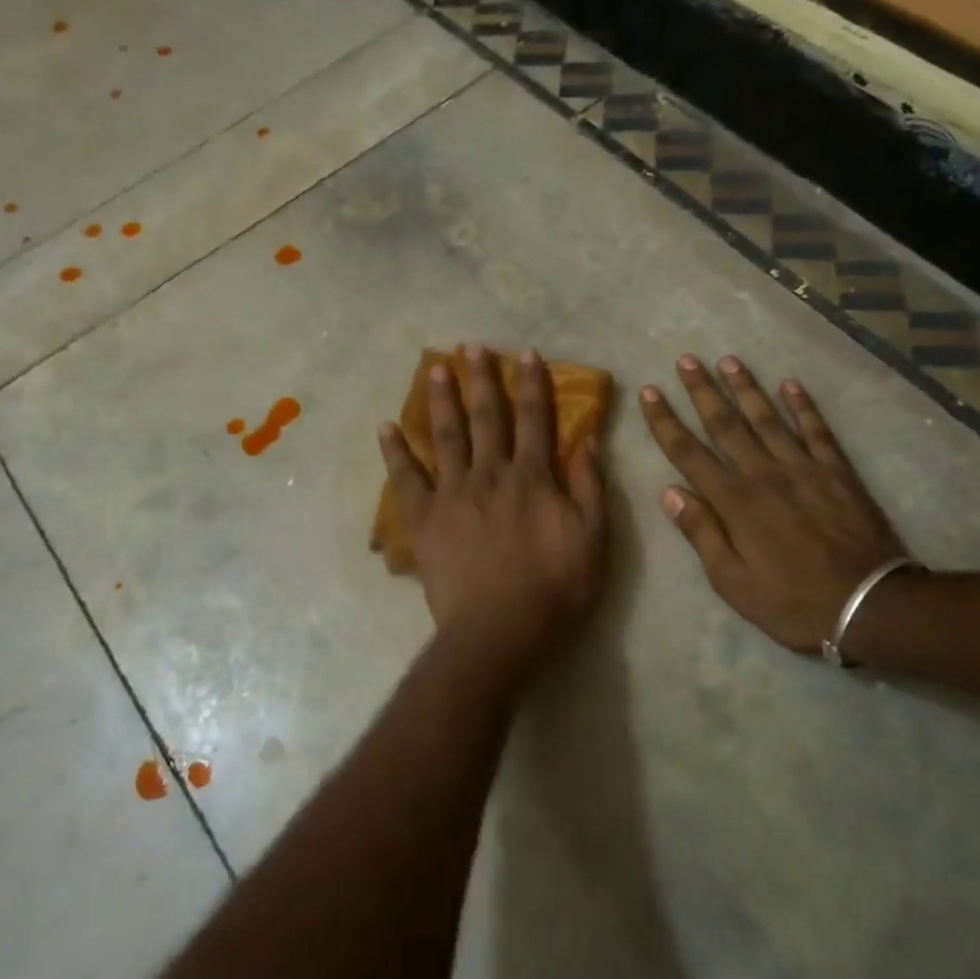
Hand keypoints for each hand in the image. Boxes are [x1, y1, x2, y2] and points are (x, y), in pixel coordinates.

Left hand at [380, 346, 607, 679]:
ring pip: (446, 436)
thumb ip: (590, 486)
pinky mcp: (425, 519)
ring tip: (436, 369)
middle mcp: (491, 474)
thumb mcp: (593, 539)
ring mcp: (454, 494)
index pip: (534, 419)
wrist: (499, 631)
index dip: (531, 385)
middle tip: (472, 346)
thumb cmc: (555, 589)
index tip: (524, 354)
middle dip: (482, 380)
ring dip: (442, 400)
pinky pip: (406, 479)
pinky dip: (395, 452)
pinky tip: (386, 427)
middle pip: (486, 418)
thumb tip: (587, 440)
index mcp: (533, 477)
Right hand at [640, 354, 906, 654]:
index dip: (666, 422)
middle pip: (726, 424)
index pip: (689, 453)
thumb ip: (702, 533)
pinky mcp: (837, 472)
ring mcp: (804, 468)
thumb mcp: (733, 582)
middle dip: (702, 391)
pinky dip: (804, 405)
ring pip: (768, 418)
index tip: (650, 393)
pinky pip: (817, 430)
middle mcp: (764, 474)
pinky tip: (791, 384)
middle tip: (686, 359)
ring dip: (746, 388)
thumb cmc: (792, 602)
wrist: (869, 605)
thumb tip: (670, 492)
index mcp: (735, 502)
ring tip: (729, 360)